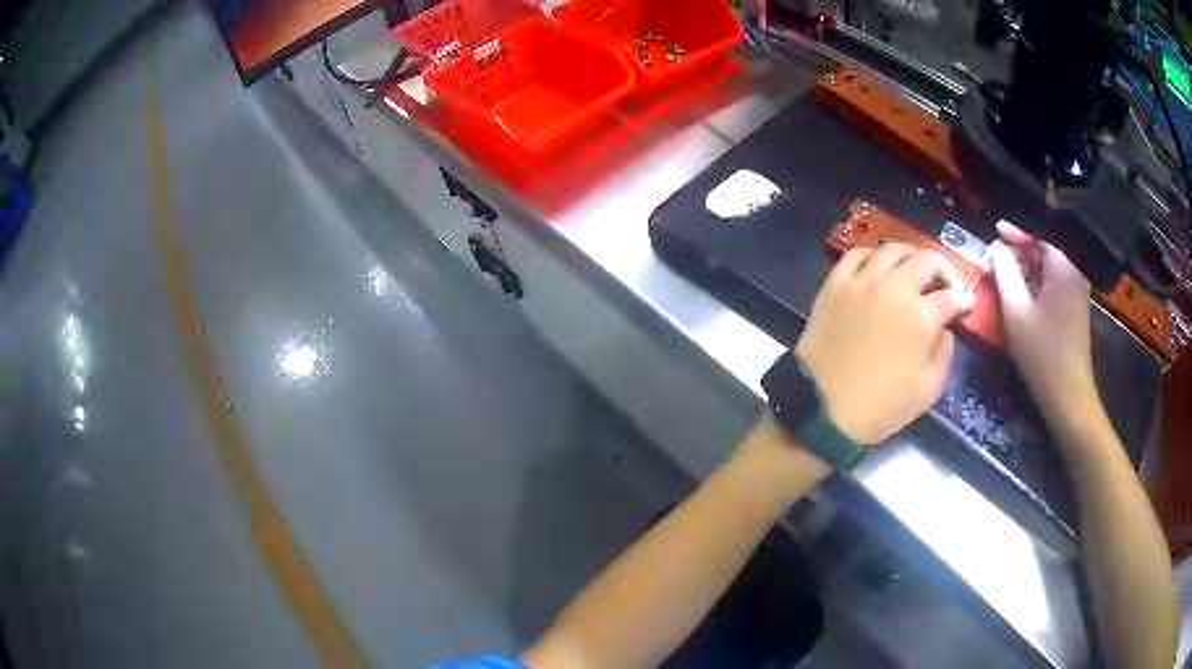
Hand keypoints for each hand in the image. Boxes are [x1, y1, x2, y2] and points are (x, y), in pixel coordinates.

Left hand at [796, 243, 972, 443]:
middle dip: (942, 268)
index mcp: (921, 316)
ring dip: (911, 256)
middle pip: (926, 260)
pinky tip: (878, 267)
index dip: (963, 299)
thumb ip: (945, 353)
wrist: (822, 408)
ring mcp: (862, 281)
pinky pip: (856, 254)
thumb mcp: (928, 390)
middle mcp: (895, 288)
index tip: (966, 302)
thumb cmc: (881, 406)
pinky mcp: (835, 284)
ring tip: (914, 270)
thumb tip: (945, 329)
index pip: (951, 296)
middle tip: (944, 282)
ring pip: (892, 249)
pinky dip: (873, 255)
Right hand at [989, 221, 1098, 430]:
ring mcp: (1078, 292)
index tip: (995, 230)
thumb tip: (996, 248)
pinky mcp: (1076, 309)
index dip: (1015, 232)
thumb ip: (1004, 273)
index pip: (1038, 236)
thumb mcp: (1016, 311)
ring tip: (1005, 276)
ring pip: (1049, 269)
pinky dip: (1038, 284)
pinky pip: (1054, 285)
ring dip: (1027, 270)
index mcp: (1063, 267)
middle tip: (996, 260)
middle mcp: (1074, 273)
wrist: (1069, 396)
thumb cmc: (1042, 353)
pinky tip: (1024, 296)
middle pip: (1044, 251)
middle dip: (1020, 252)